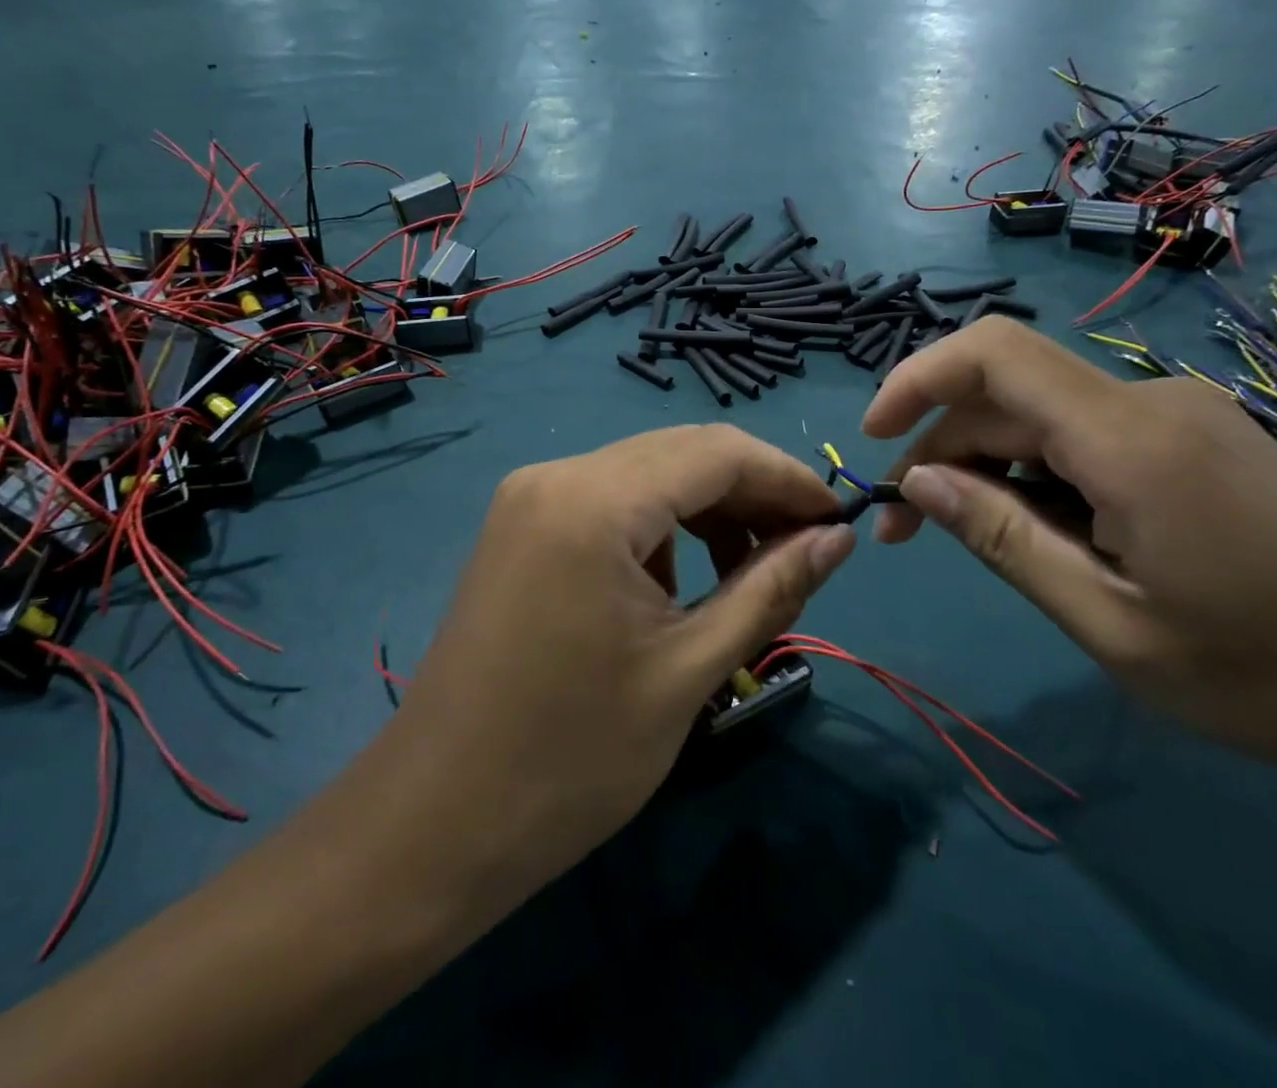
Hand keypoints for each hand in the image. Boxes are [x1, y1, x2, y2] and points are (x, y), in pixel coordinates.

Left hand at [385, 425, 854, 904]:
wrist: (436, 822)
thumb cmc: (571, 759)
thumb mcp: (690, 670)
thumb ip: (771, 590)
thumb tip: (839, 538)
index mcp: (595, 502)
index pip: (718, 452)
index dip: (789, 478)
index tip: (840, 520)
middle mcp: (557, 476)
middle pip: (683, 452)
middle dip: (753, 493)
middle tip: (807, 548)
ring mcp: (531, 497)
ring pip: (648, 474)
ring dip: (708, 511)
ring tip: (749, 575)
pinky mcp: (521, 525)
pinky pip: (611, 501)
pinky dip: (661, 528)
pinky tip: (677, 584)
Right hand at [860, 318, 1276, 774]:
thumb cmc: (1262, 673)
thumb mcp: (1107, 621)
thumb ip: (1002, 539)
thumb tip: (917, 483)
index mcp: (1130, 439)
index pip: (994, 354)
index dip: (916, 379)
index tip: (872, 437)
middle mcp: (1151, 401)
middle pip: (1009, 395)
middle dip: (942, 450)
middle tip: (907, 530)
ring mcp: (1178, 414)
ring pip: (1044, 416)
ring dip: (990, 467)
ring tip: (977, 541)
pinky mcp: (1195, 436)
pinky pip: (1087, 434)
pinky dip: (1040, 472)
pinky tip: (1051, 533)